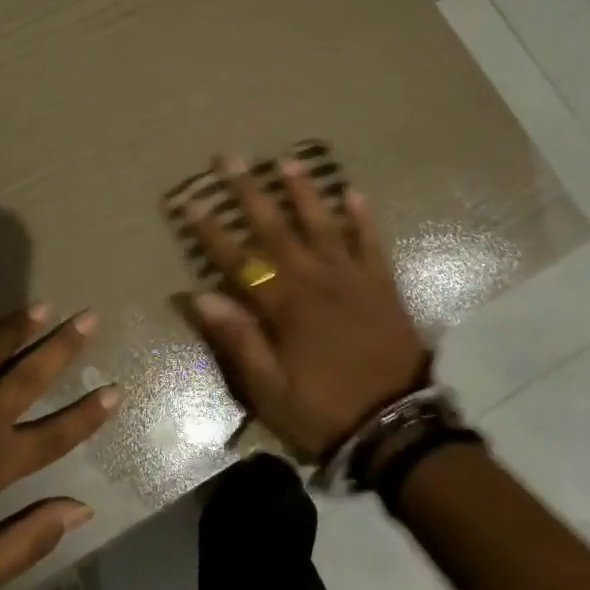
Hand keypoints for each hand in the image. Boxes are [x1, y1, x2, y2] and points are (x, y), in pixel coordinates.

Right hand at [185, 155, 429, 459]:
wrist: (398, 430)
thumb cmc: (325, 412)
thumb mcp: (270, 390)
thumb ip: (238, 339)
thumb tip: (201, 295)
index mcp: (285, 307)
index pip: (238, 260)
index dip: (211, 231)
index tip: (190, 201)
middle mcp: (316, 281)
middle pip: (276, 229)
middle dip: (249, 193)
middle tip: (230, 159)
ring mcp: (352, 280)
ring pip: (323, 226)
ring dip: (303, 193)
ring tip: (287, 161)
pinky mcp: (382, 287)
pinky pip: (371, 244)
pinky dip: (363, 218)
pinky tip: (354, 193)